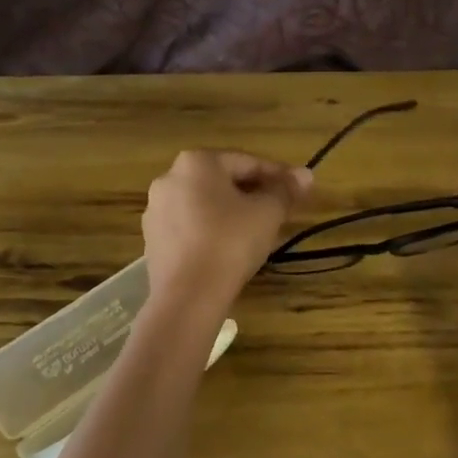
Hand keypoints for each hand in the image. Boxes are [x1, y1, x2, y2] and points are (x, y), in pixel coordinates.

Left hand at [143, 151, 312, 306]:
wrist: (187, 295)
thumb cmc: (230, 242)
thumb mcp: (267, 213)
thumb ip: (285, 190)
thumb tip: (305, 175)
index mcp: (197, 162)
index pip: (247, 162)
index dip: (278, 176)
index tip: (300, 188)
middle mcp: (170, 177)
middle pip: (223, 181)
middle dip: (254, 193)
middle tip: (280, 209)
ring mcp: (156, 210)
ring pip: (205, 204)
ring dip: (232, 211)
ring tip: (257, 230)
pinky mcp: (152, 239)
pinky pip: (190, 226)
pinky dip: (211, 230)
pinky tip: (228, 248)